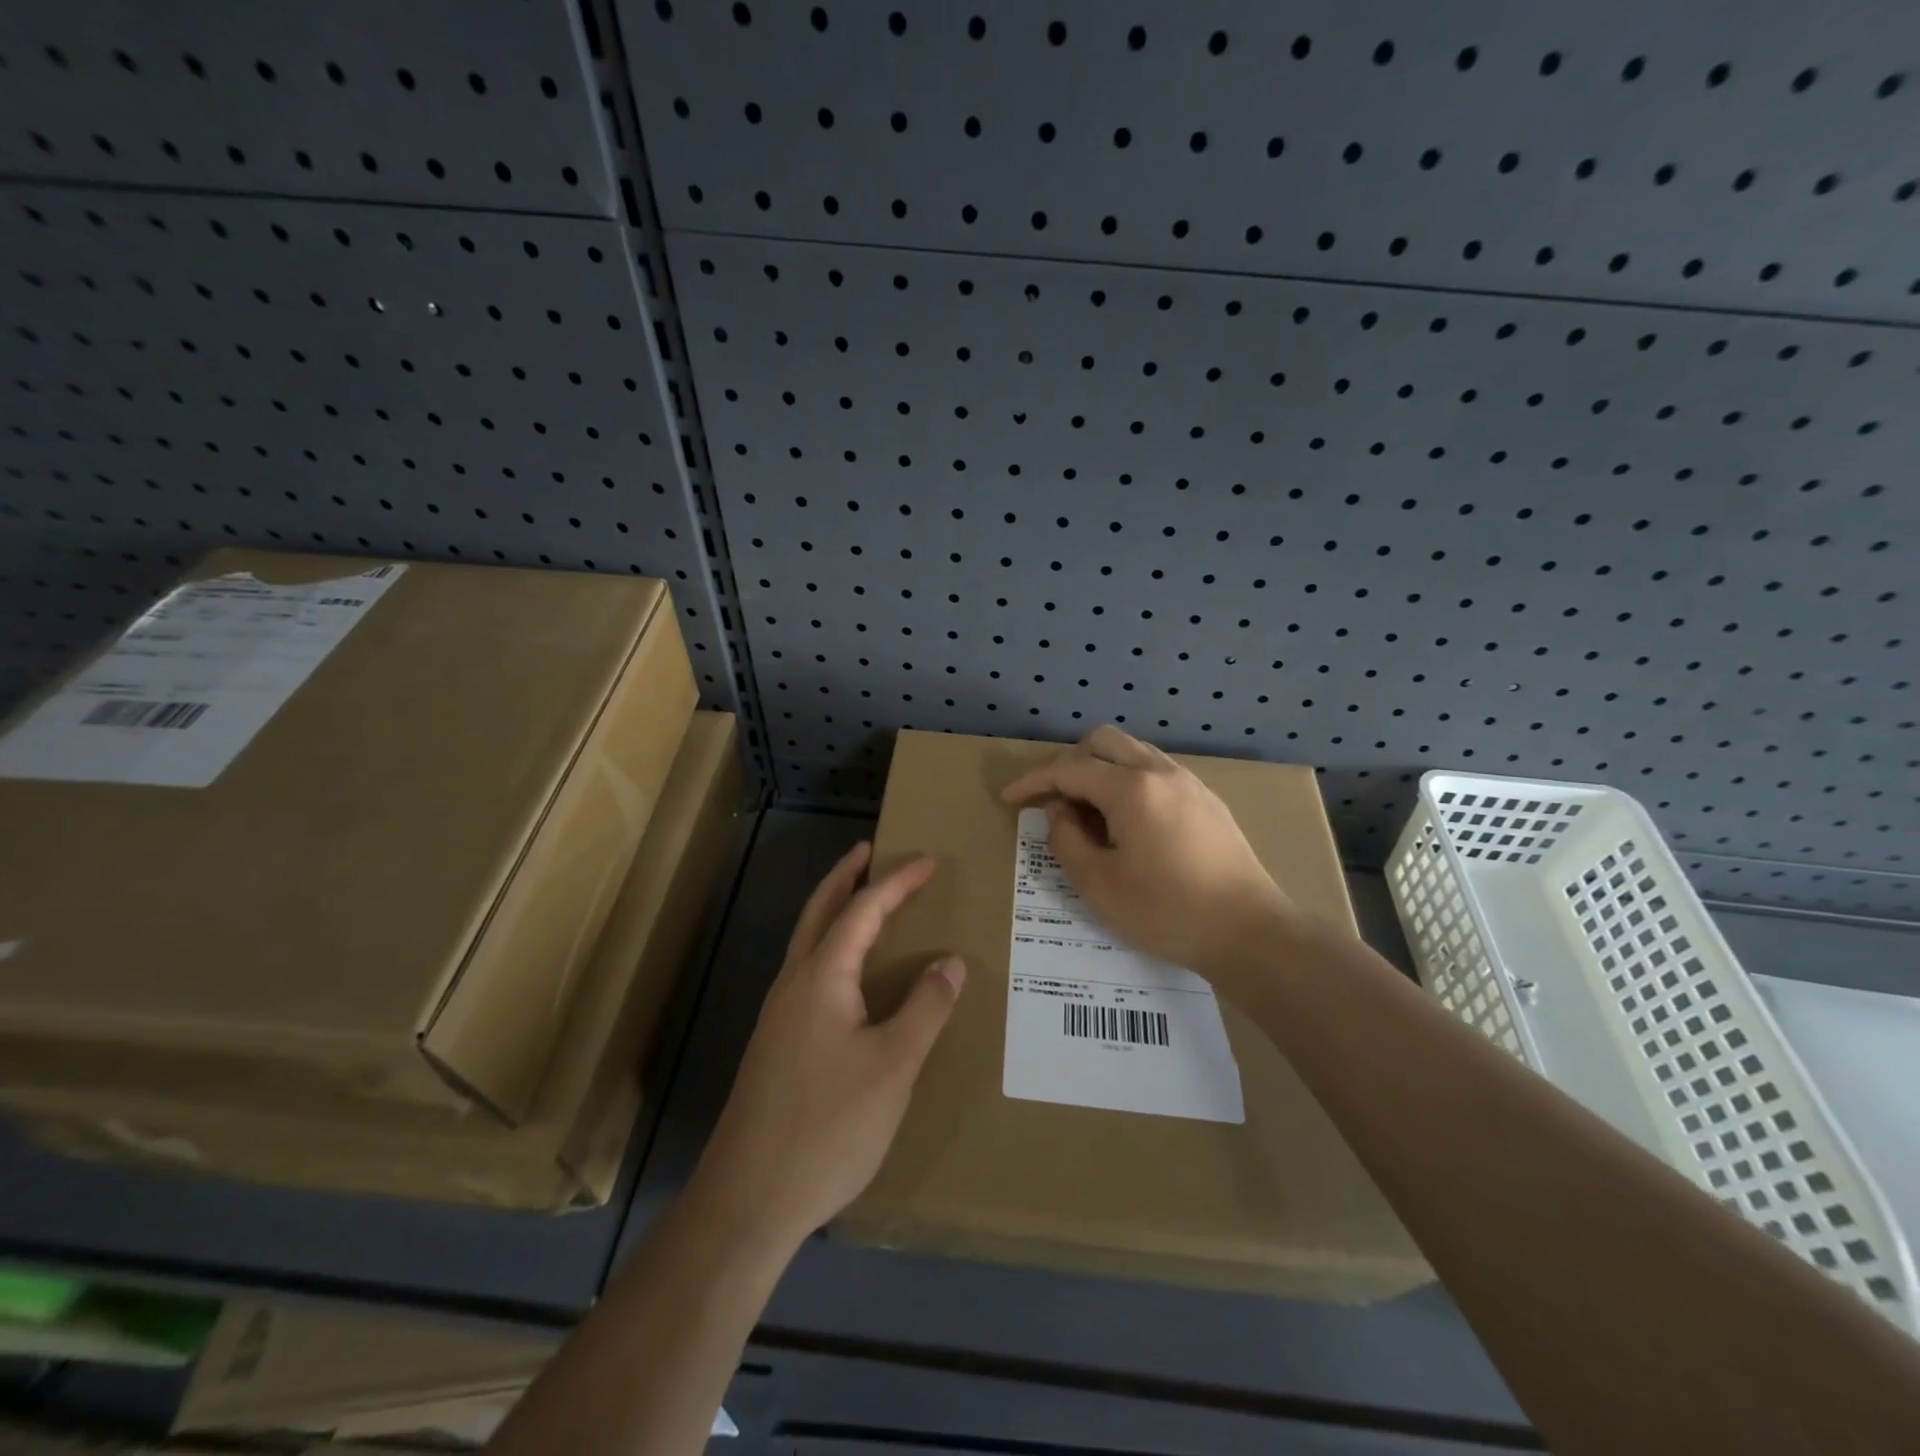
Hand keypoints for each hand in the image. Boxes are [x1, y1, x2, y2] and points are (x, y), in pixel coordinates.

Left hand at [693, 842, 964, 1251]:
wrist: (748, 1200)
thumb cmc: (828, 1125)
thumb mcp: (893, 1066)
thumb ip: (925, 1009)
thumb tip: (950, 962)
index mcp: (821, 976)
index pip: (863, 909)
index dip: (897, 882)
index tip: (928, 862)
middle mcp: (793, 984)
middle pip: (819, 911)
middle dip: (845, 876)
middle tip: (870, 852)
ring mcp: (778, 1015)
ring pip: (808, 943)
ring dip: (835, 911)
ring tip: (865, 903)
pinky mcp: (776, 1044)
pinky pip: (808, 973)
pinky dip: (832, 949)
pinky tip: (851, 978)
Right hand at [1001, 725, 1294, 985]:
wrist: (1249, 931)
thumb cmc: (1167, 911)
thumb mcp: (1098, 884)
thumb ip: (1066, 839)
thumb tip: (1059, 811)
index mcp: (1131, 788)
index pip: (1068, 769)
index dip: (1033, 781)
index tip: (1009, 798)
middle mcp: (1160, 771)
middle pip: (1102, 741)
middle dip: (1068, 762)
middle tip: (1052, 799)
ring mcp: (1188, 782)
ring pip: (1132, 752)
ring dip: (1100, 768)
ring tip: (1087, 810)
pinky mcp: (1206, 799)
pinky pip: (1154, 771)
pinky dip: (1127, 780)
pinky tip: (1126, 820)